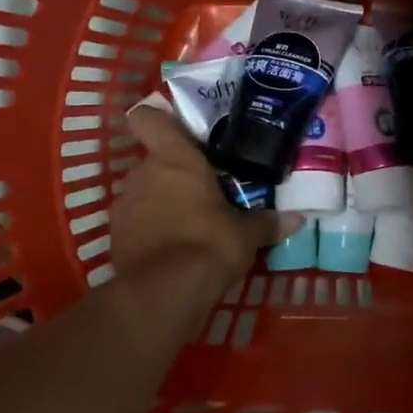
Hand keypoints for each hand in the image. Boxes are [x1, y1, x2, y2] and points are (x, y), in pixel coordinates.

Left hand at [112, 103, 302, 293]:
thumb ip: (267, 222)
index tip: (177, 132)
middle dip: (175, 175)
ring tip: (189, 225)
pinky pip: (136, 222)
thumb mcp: (246, 234)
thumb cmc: (210, 243)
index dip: (159, 119)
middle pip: (155, 161)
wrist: (165, 293)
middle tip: (203, 193)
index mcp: (175, 159)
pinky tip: (171, 250)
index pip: (150, 119)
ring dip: (161, 203)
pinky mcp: (114, 236)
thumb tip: (298, 219)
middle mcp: (143, 173)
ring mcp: (124, 205)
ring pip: (144, 192)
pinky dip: (150, 230)